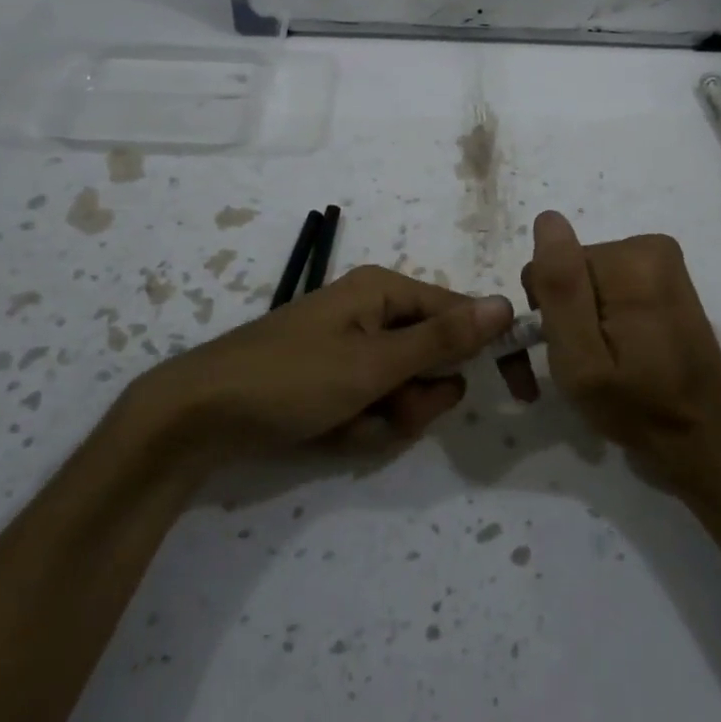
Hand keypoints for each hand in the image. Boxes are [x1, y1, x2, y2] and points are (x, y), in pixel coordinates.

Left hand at [125, 266, 517, 463]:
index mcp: (386, 291)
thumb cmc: (291, 378)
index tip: (520, 392)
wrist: (199, 416)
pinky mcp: (335, 380)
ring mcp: (353, 348)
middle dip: (418, 397)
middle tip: (386, 409)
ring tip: (347, 422)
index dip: (491, 350)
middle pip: (434, 359)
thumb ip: (442, 338)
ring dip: (387, 417)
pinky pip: (373, 405)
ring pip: (406, 390)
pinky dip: (360, 425)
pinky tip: (327, 430)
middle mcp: (374, 312)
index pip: (464, 314)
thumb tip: (504, 304)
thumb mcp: (374, 363)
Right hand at [520, 210, 720, 492]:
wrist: (703, 434)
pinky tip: (615, 350)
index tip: (556, 352)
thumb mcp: (582, 359)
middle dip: (563, 313)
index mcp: (630, 261)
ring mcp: (661, 261)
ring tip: (597, 363)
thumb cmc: (637, 406)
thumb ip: (561, 289)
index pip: (553, 267)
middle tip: (576, 364)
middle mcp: (649, 247)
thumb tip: (548, 219)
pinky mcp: (664, 278)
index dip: (545, 311)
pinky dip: (602, 315)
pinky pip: (609, 285)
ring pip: (587, 279)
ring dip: (581, 317)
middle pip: (573, 270)